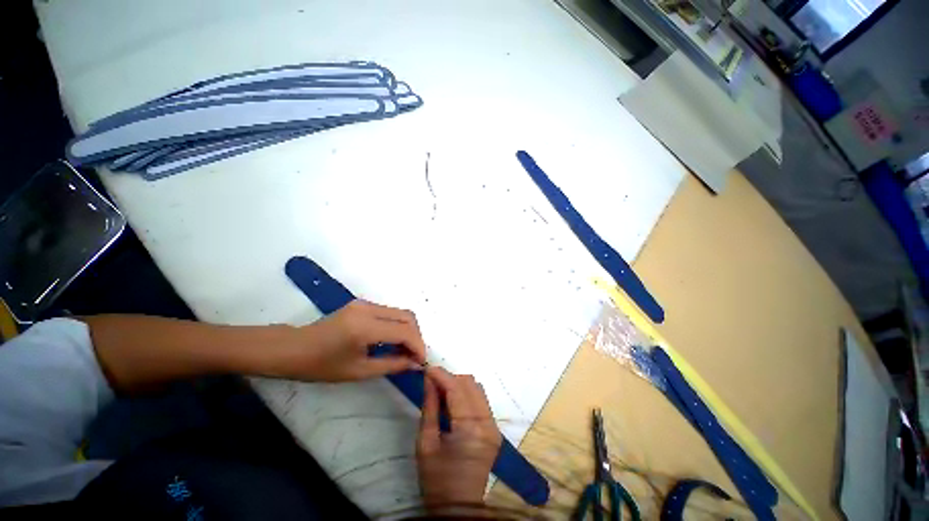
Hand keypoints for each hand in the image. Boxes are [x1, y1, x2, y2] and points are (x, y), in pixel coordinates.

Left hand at [281, 300, 426, 381]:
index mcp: (365, 327)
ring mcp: (365, 303)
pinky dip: (397, 326)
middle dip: (416, 336)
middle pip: (407, 316)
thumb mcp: (358, 371)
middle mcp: (369, 309)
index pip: (404, 330)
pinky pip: (389, 313)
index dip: (418, 345)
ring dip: (408, 330)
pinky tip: (392, 341)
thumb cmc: (321, 366)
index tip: (421, 362)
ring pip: (400, 312)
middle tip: (414, 356)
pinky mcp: (363, 304)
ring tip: (405, 350)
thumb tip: (416, 364)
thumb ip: (392, 365)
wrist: (292, 348)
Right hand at [417, 367, 501, 511]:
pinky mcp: (494, 429)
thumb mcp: (426, 443)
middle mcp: (487, 423)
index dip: (442, 375)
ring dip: (459, 385)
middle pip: (470, 384)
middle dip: (450, 378)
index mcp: (470, 429)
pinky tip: (454, 402)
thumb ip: (430, 406)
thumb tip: (429, 379)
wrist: (459, 508)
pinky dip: (466, 395)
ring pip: (477, 389)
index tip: (427, 368)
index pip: (457, 389)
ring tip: (442, 392)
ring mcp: (494, 426)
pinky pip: (481, 400)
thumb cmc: (437, 479)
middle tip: (433, 382)